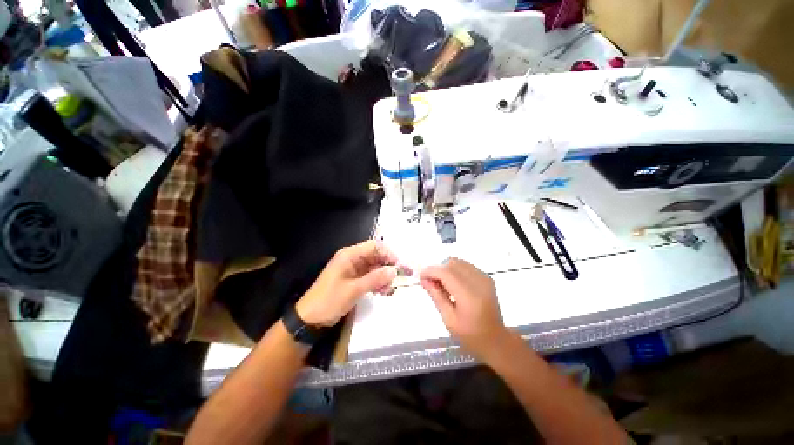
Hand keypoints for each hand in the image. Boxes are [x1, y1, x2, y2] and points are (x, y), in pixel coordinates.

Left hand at [296, 241, 408, 326]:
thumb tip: (394, 271)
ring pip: (374, 267)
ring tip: (389, 290)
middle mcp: (352, 259)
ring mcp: (353, 269)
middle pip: (375, 256)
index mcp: (349, 255)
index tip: (399, 267)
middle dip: (387, 267)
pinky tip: (383, 292)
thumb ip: (375, 278)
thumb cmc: (329, 300)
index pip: (374, 246)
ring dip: (383, 276)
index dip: (388, 254)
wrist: (310, 319)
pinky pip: (370, 276)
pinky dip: (377, 282)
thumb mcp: (354, 289)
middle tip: (398, 279)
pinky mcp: (354, 279)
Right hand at [420, 258, 508, 361]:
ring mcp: (484, 278)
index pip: (446, 272)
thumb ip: (436, 296)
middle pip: (452, 263)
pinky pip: (466, 266)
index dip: (431, 271)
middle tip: (432, 283)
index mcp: (469, 295)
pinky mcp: (486, 278)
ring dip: (446, 269)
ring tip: (443, 284)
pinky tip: (454, 284)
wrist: (496, 340)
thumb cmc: (470, 335)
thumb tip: (424, 279)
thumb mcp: (448, 319)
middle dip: (438, 270)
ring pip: (458, 262)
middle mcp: (478, 282)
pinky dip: (455, 270)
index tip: (421, 276)